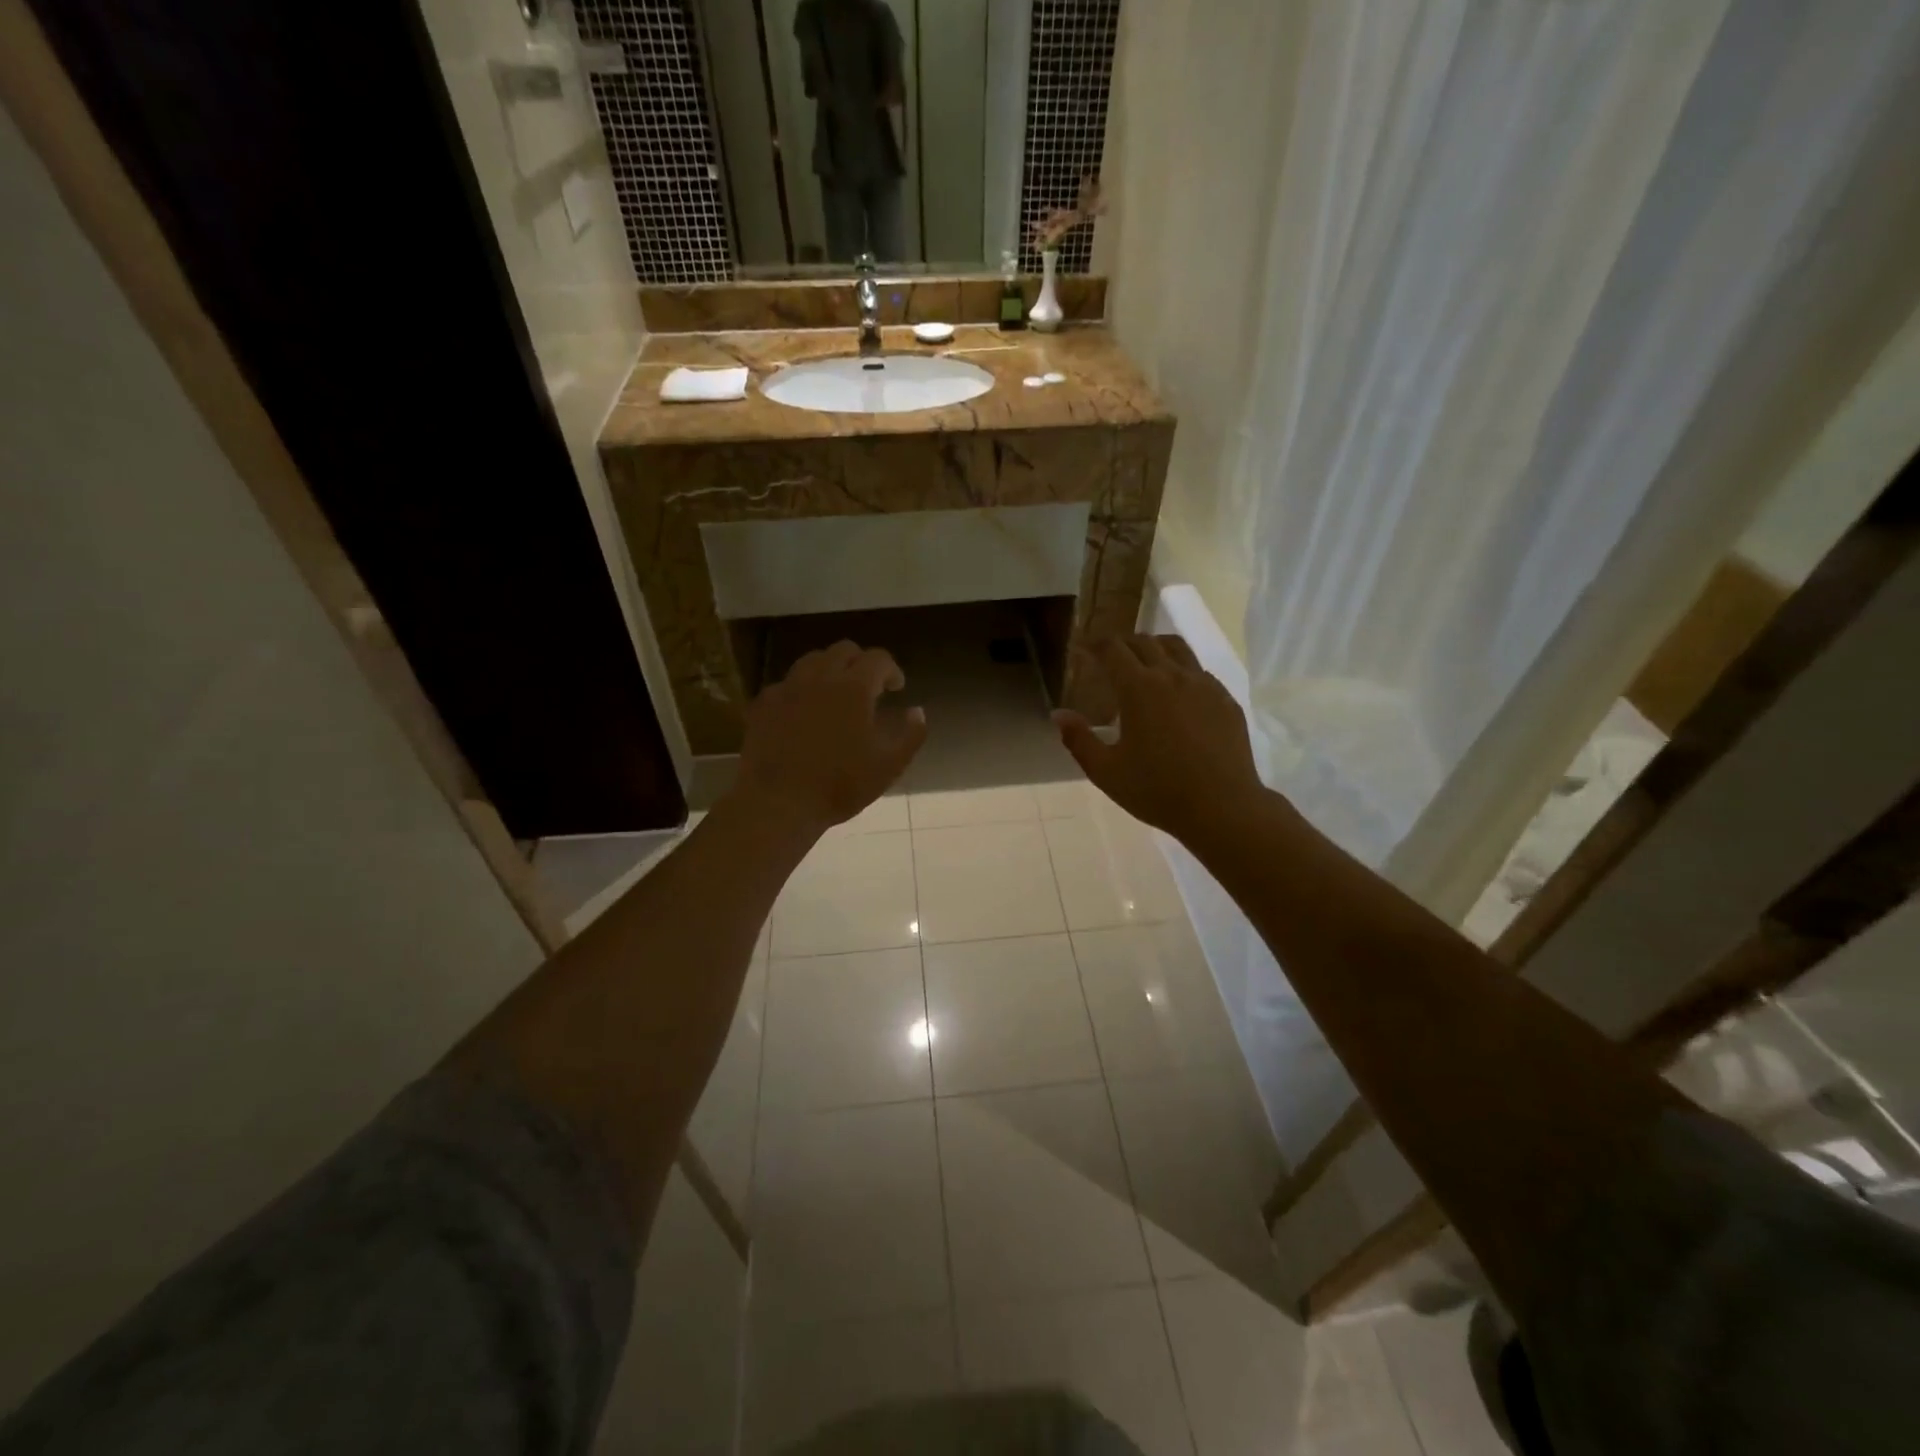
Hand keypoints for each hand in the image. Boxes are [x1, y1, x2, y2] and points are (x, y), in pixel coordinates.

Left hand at [734, 641, 927, 835]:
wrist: (777, 803)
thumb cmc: (839, 786)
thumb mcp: (888, 766)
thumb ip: (910, 735)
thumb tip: (917, 712)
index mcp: (853, 688)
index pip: (878, 659)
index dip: (892, 670)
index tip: (896, 688)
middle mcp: (819, 677)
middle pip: (844, 650)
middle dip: (861, 663)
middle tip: (869, 688)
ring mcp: (787, 688)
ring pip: (812, 661)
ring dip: (831, 670)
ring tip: (836, 696)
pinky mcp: (763, 704)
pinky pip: (787, 683)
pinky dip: (802, 689)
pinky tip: (804, 713)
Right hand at [1053, 634, 1267, 846]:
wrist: (1222, 808)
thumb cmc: (1157, 791)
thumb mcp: (1106, 772)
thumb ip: (1078, 740)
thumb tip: (1059, 714)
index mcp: (1139, 688)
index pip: (1112, 649)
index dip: (1094, 644)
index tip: (1082, 649)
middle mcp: (1172, 676)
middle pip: (1144, 642)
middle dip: (1121, 643)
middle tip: (1108, 657)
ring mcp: (1204, 685)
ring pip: (1176, 648)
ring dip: (1153, 647)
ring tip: (1143, 662)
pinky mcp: (1226, 699)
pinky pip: (1199, 671)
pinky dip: (1180, 670)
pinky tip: (1176, 693)